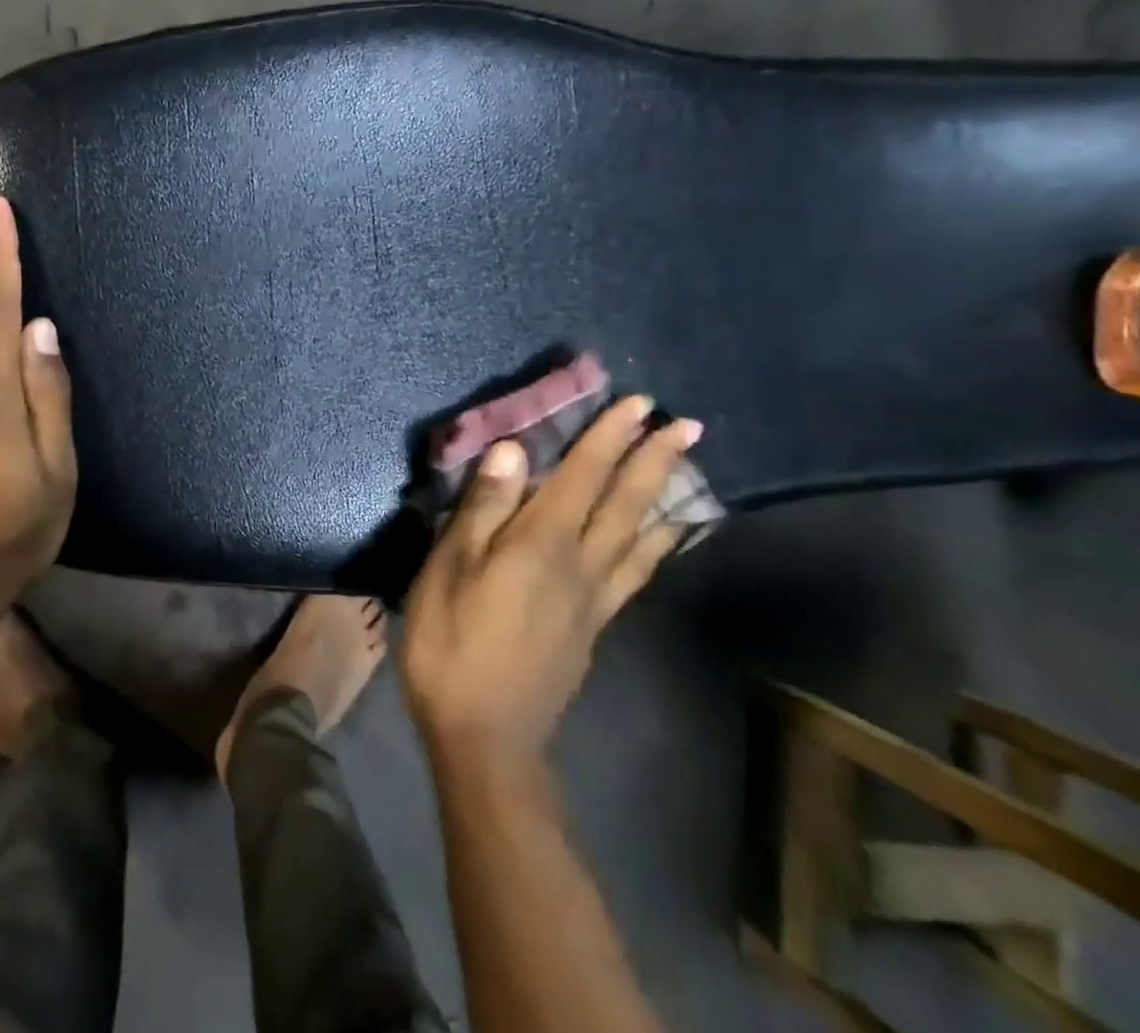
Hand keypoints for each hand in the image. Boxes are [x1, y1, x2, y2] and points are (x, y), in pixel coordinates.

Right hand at [401, 396, 701, 765]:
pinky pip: (636, 574)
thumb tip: (514, 450)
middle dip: (653, 459)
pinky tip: (664, 538)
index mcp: (541, 545)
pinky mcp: (594, 626)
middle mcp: (580, 564)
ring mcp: (593, 599)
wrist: (486, 737)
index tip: (638, 403)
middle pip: (625, 503)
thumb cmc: (452, 645)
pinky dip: (658, 547)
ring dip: (665, 496)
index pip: (582, 477)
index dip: (609, 438)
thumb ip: (483, 509)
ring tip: (690, 470)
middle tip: (686, 424)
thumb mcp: (449, 571)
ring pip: (641, 538)